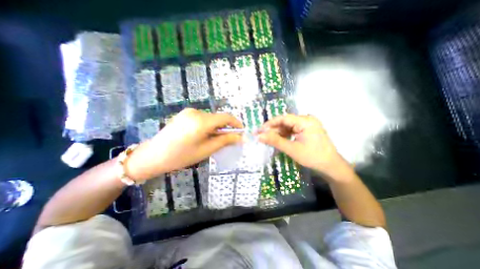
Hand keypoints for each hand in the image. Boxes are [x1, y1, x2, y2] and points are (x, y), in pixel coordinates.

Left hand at [125, 108, 241, 179]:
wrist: (153, 155)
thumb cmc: (181, 156)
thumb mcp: (206, 150)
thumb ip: (224, 141)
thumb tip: (239, 137)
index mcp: (202, 121)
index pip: (226, 117)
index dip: (236, 123)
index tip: (241, 131)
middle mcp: (196, 112)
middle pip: (218, 118)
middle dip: (225, 127)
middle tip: (228, 140)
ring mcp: (189, 112)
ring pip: (210, 118)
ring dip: (216, 127)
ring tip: (213, 140)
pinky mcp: (184, 114)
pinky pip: (202, 118)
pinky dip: (208, 126)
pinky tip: (203, 135)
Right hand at [259, 113, 349, 178]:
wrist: (331, 167)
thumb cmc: (312, 157)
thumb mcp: (292, 149)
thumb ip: (275, 141)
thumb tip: (259, 136)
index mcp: (305, 121)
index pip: (283, 118)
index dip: (269, 123)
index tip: (259, 130)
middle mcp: (306, 119)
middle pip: (285, 122)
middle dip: (273, 129)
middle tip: (261, 136)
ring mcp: (307, 125)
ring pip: (288, 126)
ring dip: (278, 133)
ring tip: (268, 139)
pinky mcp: (307, 130)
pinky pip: (292, 130)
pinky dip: (284, 135)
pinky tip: (278, 140)